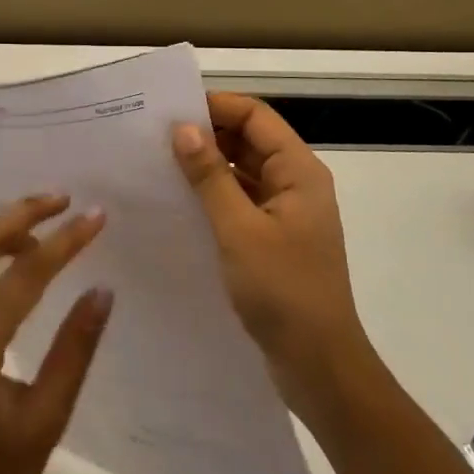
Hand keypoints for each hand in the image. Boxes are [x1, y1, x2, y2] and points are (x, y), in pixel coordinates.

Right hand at [173, 93, 376, 418]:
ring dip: (207, 166)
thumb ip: (210, 177)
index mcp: (299, 171)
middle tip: (154, 137)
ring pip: (242, 171)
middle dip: (206, 134)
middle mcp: (295, 183)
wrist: (319, 366)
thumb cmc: (283, 291)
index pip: (255, 116)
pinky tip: (178, 202)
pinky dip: (213, 195)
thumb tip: (183, 128)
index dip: (215, 106)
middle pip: (249, 140)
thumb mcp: (239, 230)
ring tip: (158, 164)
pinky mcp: (273, 238)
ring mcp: (285, 212)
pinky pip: (240, 201)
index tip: (169, 111)